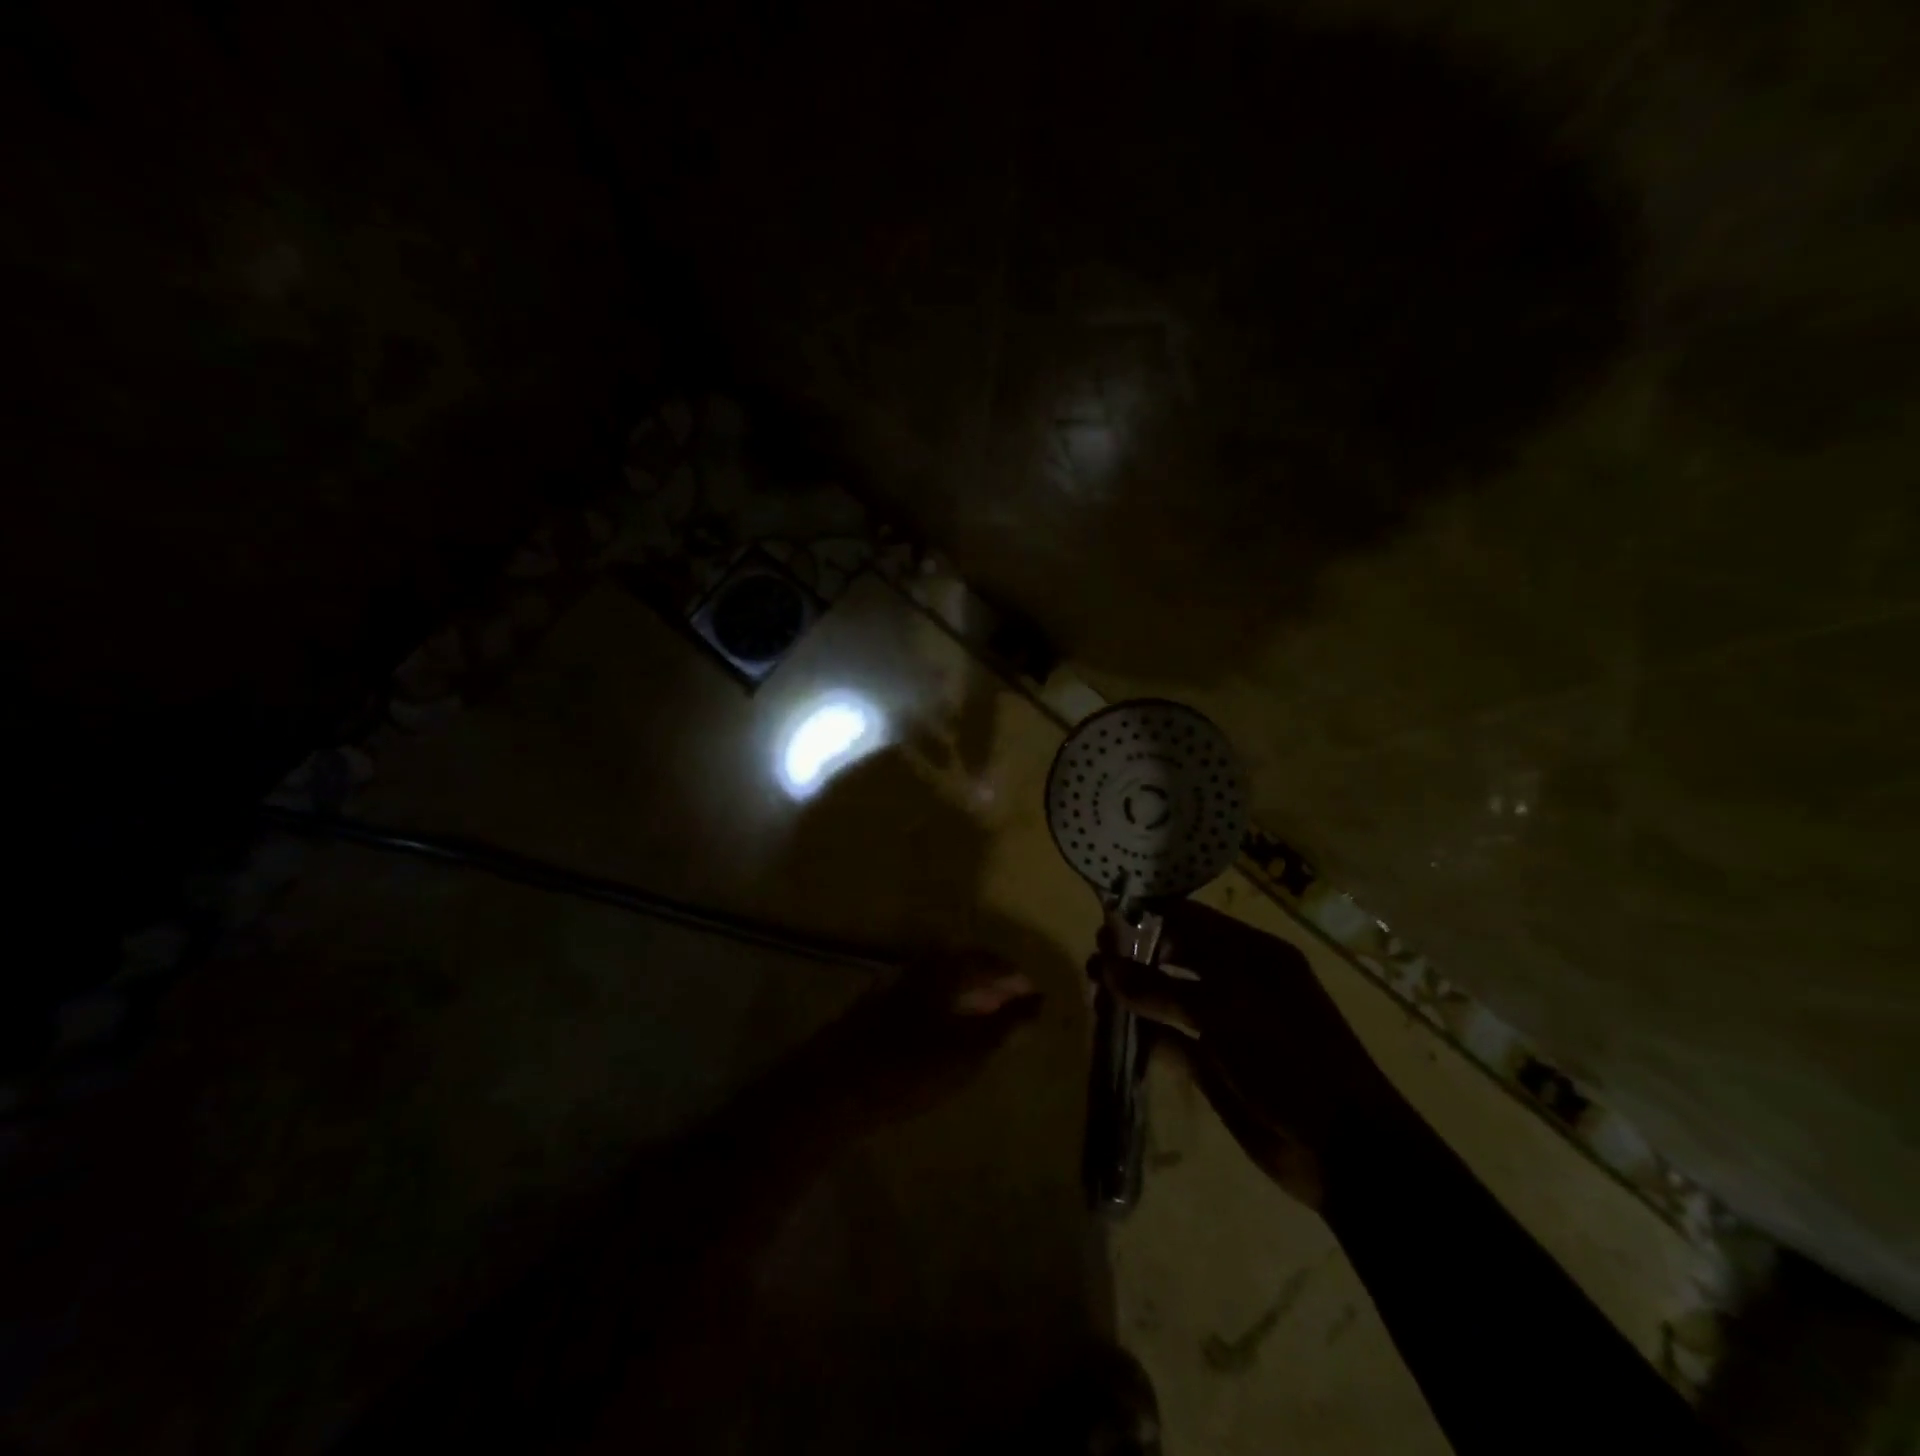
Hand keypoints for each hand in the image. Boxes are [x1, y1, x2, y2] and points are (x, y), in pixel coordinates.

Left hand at [807, 950, 1045, 1132]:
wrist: (832, 1088)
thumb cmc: (908, 1067)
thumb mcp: (968, 1050)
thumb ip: (1006, 1024)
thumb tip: (1038, 999)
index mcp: (941, 969)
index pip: (986, 959)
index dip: (1012, 974)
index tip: (1031, 991)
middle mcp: (916, 968)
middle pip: (960, 966)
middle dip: (989, 982)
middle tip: (1012, 1004)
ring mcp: (890, 986)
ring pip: (938, 982)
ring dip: (965, 995)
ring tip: (983, 1020)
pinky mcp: (871, 1010)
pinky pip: (920, 997)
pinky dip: (942, 1007)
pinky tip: (942, 1034)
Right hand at [1092, 901, 1405, 1209]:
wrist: (1343, 1148)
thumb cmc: (1288, 1058)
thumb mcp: (1223, 1012)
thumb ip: (1160, 988)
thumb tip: (1106, 966)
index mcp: (1251, 954)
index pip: (1191, 919)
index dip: (1148, 917)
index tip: (1105, 922)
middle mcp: (1237, 981)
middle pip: (1177, 955)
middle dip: (1135, 954)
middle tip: (1094, 961)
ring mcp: (1226, 1024)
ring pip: (1170, 997)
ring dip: (1134, 994)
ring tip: (1094, 993)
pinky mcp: (1215, 1064)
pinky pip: (1171, 1039)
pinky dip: (1144, 1034)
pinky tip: (1113, 1032)